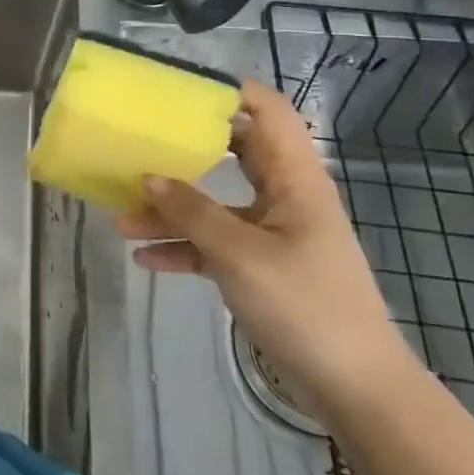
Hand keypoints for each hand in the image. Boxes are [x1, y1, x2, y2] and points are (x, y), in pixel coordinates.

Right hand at [115, 78, 417, 422]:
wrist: (353, 386)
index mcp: (295, 179)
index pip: (269, 112)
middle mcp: (284, 197)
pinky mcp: (261, 268)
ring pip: (215, 205)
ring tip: (120, 217)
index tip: (180, 88)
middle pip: (234, 154)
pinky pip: (213, 245)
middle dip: (186, 149)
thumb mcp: (240, 254)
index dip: (230, 91)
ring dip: (170, 210)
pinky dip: (182, 248)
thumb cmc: (305, 304)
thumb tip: (147, 177)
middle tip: (141, 140)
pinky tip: (144, 258)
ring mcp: (271, 234)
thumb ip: (191, 212)